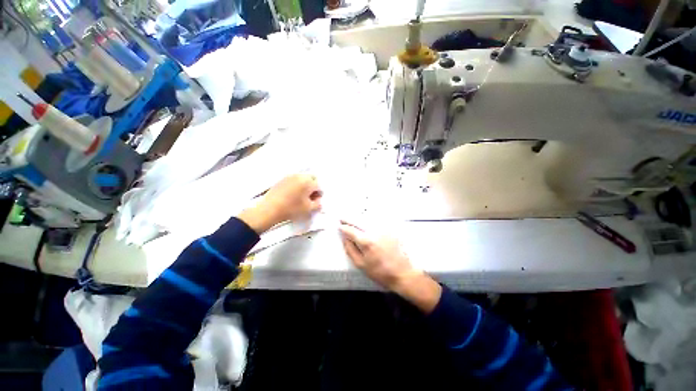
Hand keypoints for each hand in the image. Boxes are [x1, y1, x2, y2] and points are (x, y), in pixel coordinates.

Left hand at [239, 174, 321, 233]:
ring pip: (303, 178)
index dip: (319, 195)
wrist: (269, 210)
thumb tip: (319, 200)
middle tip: (310, 197)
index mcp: (308, 182)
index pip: (319, 186)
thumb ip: (318, 204)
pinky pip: (294, 180)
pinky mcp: (282, 179)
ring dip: (305, 185)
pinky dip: (297, 185)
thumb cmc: (292, 209)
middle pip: (312, 178)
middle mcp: (300, 176)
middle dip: (313, 186)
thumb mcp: (309, 209)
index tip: (315, 201)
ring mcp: (290, 176)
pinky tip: (292, 195)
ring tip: (301, 197)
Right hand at [339, 222, 440, 312]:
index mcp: (366, 241)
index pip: (351, 230)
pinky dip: (369, 219)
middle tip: (342, 218)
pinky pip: (376, 220)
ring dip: (358, 217)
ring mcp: (383, 229)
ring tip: (352, 218)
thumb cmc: (380, 272)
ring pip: (367, 218)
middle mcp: (374, 231)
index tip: (339, 225)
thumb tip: (345, 238)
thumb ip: (350, 249)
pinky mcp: (390, 229)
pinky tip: (365, 220)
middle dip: (349, 218)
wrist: (402, 272)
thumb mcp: (360, 264)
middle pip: (358, 220)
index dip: (343, 227)